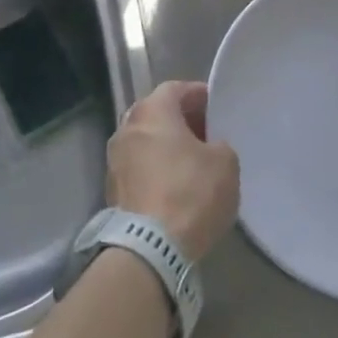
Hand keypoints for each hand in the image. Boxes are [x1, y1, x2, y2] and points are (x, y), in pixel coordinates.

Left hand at [107, 81, 240, 260]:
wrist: (150, 248)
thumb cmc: (190, 193)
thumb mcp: (225, 162)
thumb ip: (219, 144)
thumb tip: (210, 148)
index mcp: (152, 110)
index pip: (175, 89)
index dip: (198, 95)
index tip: (216, 108)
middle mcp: (127, 126)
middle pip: (156, 113)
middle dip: (180, 120)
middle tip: (206, 134)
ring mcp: (114, 159)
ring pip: (145, 141)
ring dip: (165, 146)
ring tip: (191, 163)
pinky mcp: (111, 189)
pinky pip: (138, 167)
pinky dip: (155, 169)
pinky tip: (174, 186)